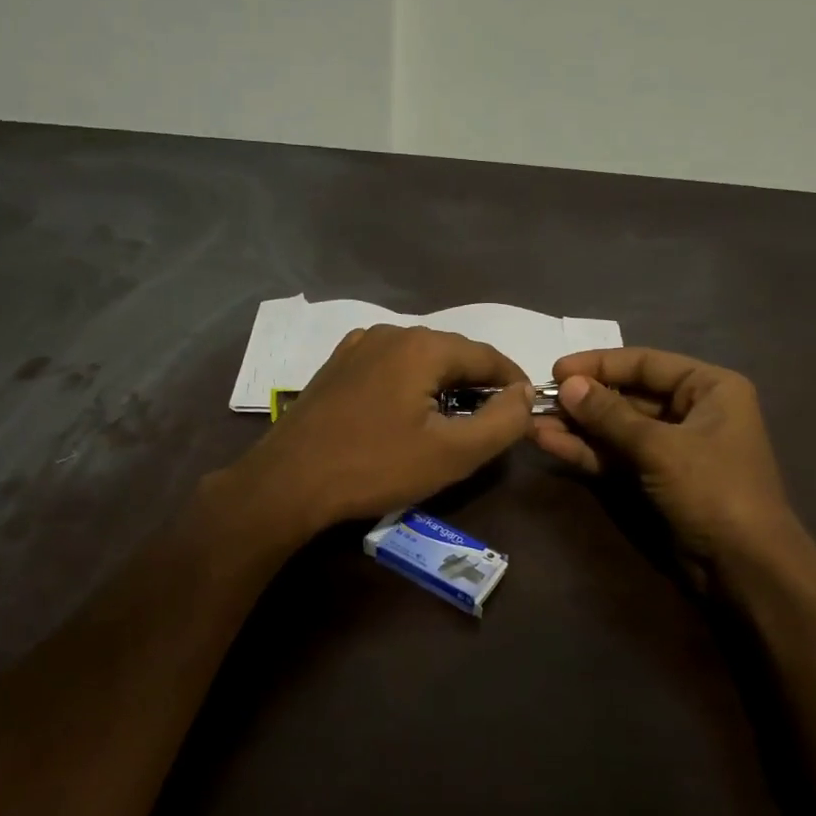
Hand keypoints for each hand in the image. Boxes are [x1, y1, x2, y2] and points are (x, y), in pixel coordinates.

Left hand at [219, 325, 533, 537]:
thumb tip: (525, 395)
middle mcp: (391, 333)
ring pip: (420, 360)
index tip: (527, 410)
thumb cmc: (375, 467)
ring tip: (453, 421)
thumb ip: (502, 422)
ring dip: (444, 386)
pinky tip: (407, 414)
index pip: (488, 356)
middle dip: (479, 385)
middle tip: (492, 422)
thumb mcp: (452, 453)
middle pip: (453, 354)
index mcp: (423, 346)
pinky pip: (390, 368)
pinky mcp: (336, 367)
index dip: (514, 383)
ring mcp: (357, 347)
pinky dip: (411, 386)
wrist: (288, 482)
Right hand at [534, 348, 804, 575]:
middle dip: (583, 401)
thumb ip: (610, 415)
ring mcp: (672, 447)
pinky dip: (587, 452)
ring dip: (578, 428)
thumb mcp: (660, 447)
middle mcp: (692, 411)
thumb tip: (567, 385)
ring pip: (617, 429)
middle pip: (628, 396)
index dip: (599, 365)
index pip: (646, 363)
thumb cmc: (713, 490)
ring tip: (533, 424)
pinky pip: (617, 456)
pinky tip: (550, 444)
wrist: (743, 565)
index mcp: (709, 388)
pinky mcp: (655, 478)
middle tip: (537, 402)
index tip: (556, 371)